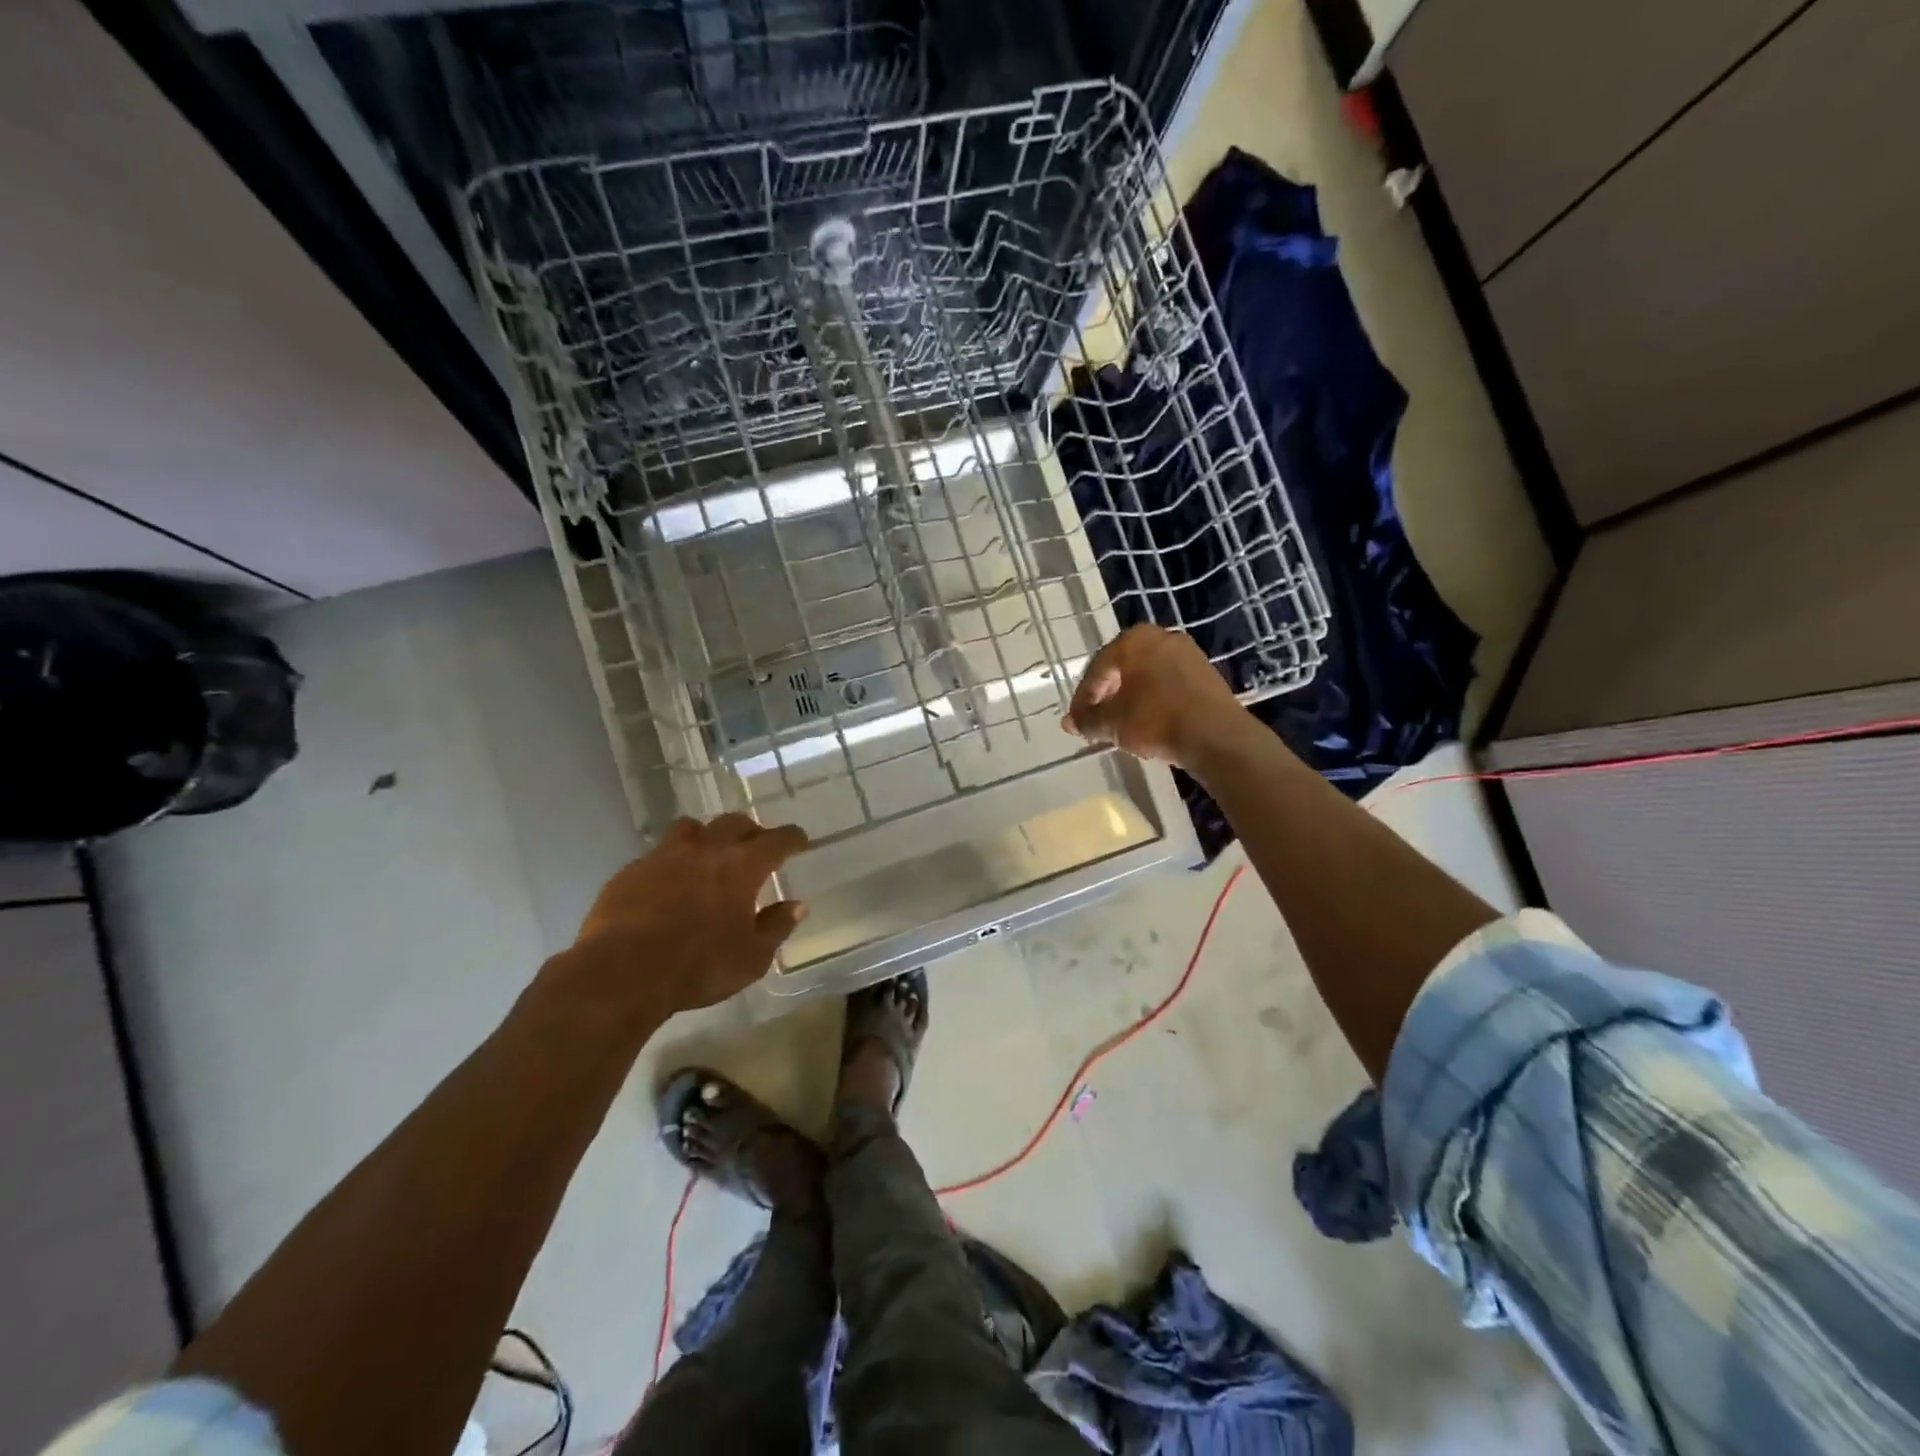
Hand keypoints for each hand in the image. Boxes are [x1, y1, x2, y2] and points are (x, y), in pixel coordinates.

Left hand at [562, 813, 809, 1019]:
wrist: (621, 973)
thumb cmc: (698, 967)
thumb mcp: (751, 958)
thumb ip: (777, 927)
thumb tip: (797, 906)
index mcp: (742, 866)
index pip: (777, 840)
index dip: (792, 838)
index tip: (800, 841)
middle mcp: (706, 849)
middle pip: (734, 823)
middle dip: (751, 831)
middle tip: (756, 845)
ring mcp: (665, 855)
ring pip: (692, 828)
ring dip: (708, 836)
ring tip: (710, 853)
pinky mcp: (632, 870)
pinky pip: (659, 853)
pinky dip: (672, 860)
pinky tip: (670, 882)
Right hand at [1062, 625, 1244, 769]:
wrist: (1216, 736)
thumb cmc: (1155, 720)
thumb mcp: (1112, 723)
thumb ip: (1087, 720)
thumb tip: (1070, 722)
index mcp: (1133, 640)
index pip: (1097, 668)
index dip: (1083, 698)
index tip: (1077, 722)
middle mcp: (1160, 636)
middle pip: (1122, 668)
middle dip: (1107, 695)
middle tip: (1097, 721)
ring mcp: (1187, 653)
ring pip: (1146, 675)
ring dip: (1130, 698)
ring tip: (1122, 724)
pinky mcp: (1206, 672)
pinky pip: (1168, 683)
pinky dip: (1154, 699)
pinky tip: (1150, 721)